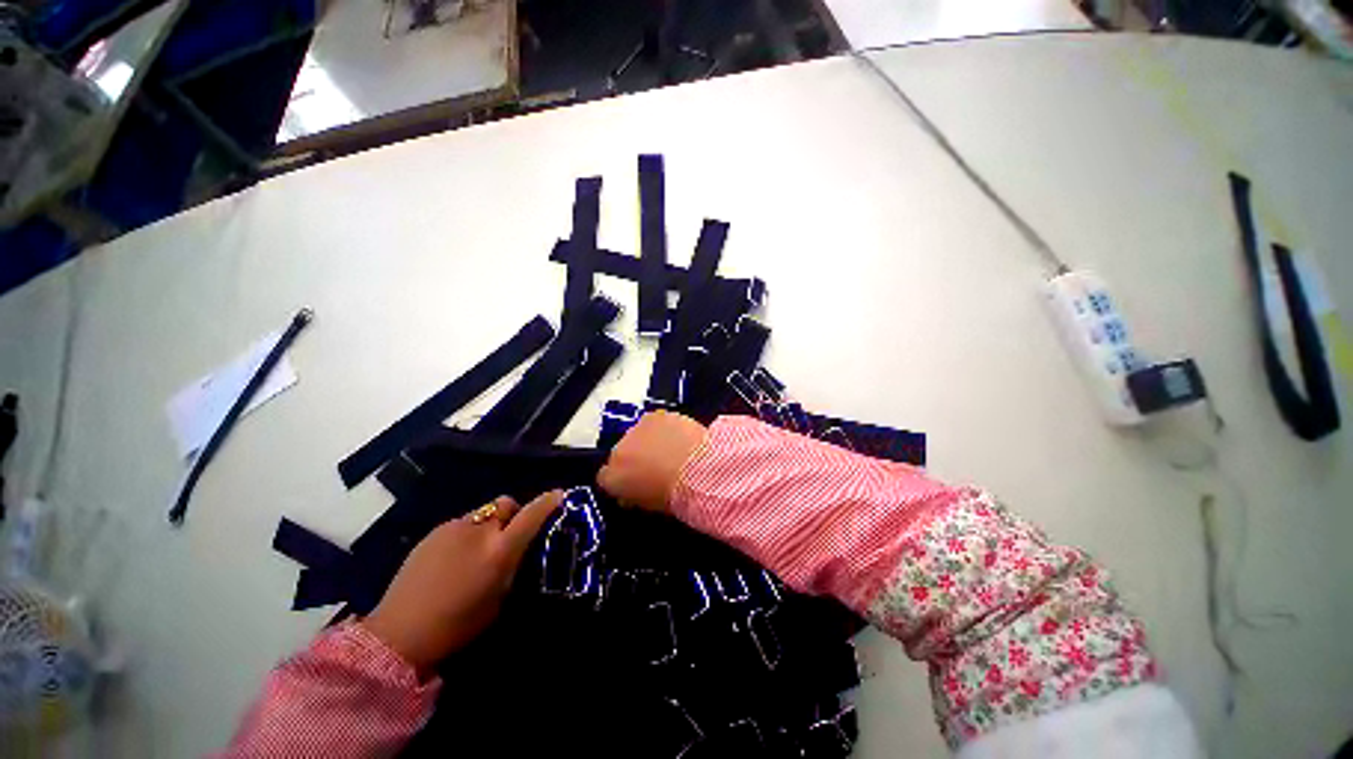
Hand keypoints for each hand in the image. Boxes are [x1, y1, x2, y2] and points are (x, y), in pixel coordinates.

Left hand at [362, 490, 562, 674]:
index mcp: (499, 551)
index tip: (559, 494)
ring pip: (483, 514)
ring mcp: (454, 528)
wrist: (399, 632)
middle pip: (506, 504)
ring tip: (476, 551)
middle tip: (508, 535)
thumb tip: (519, 549)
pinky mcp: (434, 532)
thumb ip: (512, 567)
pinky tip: (453, 559)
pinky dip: (467, 534)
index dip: (548, 502)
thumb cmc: (457, 626)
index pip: (532, 515)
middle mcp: (479, 531)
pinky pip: (462, 524)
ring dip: (489, 525)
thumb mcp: (498, 600)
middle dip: (513, 514)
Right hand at [597, 411, 707, 513]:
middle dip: (634, 458)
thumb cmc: (674, 496)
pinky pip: (654, 422)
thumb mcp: (649, 505)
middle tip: (655, 466)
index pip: (606, 477)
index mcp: (612, 479)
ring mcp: (635, 430)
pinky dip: (663, 428)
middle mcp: (617, 452)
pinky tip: (678, 436)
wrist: (697, 469)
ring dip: (648, 441)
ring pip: (637, 435)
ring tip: (670, 450)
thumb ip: (634, 496)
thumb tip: (630, 494)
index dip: (621, 479)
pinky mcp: (653, 416)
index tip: (635, 482)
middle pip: (621, 453)